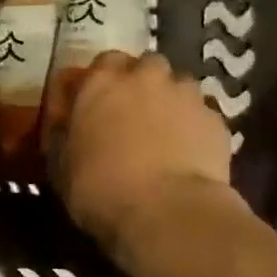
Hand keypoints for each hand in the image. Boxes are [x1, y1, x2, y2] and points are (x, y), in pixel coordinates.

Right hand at [48, 52, 246, 255]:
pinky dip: (196, 127)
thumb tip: (66, 126)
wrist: (168, 214)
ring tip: (167, 132)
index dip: (102, 81)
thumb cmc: (101, 189)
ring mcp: (184, 95)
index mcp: (100, 82)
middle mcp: (143, 77)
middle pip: (145, 65)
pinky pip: (202, 115)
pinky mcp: (215, 120)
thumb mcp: (61, 165)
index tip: (98, 103)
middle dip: (141, 82)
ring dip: (171, 100)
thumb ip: (64, 134)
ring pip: (179, 84)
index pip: (102, 62)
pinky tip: (191, 153)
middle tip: (135, 112)